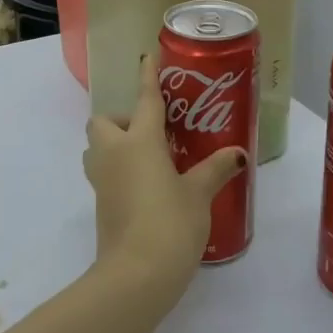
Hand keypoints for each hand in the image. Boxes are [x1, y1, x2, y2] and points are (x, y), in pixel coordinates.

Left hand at [83, 51, 245, 298]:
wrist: (135, 275)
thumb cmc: (170, 224)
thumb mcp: (199, 194)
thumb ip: (214, 169)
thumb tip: (235, 154)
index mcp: (139, 142)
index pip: (144, 100)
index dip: (147, 77)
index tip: (148, 57)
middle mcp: (114, 154)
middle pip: (103, 121)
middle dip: (120, 118)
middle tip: (152, 132)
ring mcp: (102, 180)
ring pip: (97, 147)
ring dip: (114, 144)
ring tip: (148, 157)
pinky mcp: (100, 204)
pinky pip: (104, 172)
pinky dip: (118, 169)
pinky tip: (146, 184)